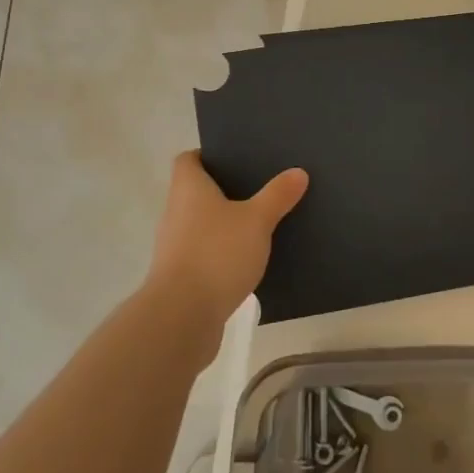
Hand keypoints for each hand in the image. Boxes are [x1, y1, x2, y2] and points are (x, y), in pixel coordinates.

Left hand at [146, 151, 307, 340]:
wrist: (181, 317)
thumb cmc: (216, 253)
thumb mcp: (256, 220)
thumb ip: (277, 196)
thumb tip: (298, 171)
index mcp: (188, 188)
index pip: (188, 159)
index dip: (209, 155)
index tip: (236, 158)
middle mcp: (175, 212)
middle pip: (196, 192)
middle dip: (224, 190)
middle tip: (259, 187)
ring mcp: (175, 246)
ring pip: (201, 224)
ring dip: (224, 224)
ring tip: (259, 223)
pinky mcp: (181, 277)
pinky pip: (204, 253)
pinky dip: (222, 253)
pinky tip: (248, 260)